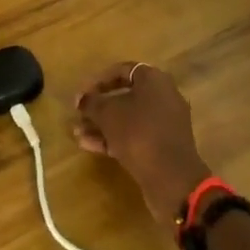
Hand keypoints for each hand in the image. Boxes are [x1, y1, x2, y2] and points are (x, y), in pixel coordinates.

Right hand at [73, 62, 213, 222]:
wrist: (171, 178)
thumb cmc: (138, 133)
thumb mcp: (108, 114)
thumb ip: (92, 103)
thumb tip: (82, 99)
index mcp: (154, 80)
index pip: (122, 70)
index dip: (98, 81)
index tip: (81, 95)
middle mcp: (163, 96)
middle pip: (125, 96)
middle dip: (99, 107)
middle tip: (79, 115)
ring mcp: (165, 123)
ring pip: (129, 118)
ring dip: (103, 125)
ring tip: (78, 133)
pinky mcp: (163, 147)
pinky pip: (136, 136)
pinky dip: (114, 138)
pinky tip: (90, 146)